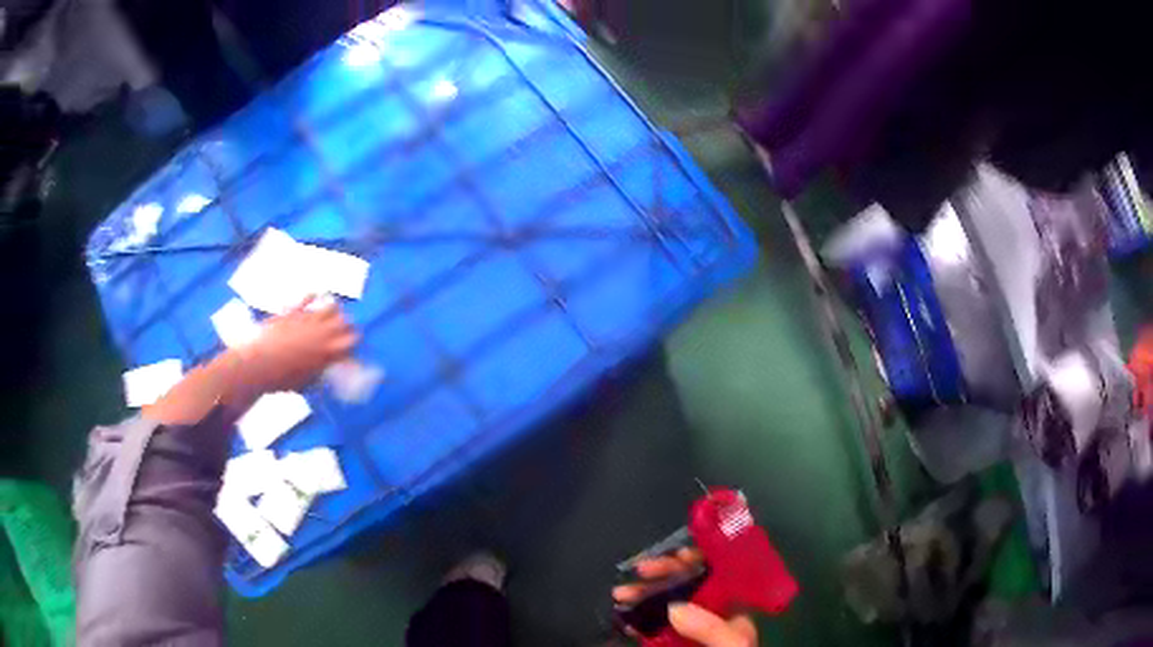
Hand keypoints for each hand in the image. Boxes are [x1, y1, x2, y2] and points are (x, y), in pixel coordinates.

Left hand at [238, 296, 357, 392]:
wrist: (257, 362)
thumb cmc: (282, 378)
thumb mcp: (306, 382)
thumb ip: (320, 373)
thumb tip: (325, 370)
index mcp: (329, 351)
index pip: (353, 343)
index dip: (352, 347)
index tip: (348, 352)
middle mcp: (323, 331)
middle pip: (346, 322)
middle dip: (346, 328)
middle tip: (341, 334)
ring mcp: (309, 317)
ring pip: (332, 305)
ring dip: (334, 311)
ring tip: (330, 316)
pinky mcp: (294, 309)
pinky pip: (309, 296)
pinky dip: (313, 297)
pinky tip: (314, 297)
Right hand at [612, 548, 757, 646]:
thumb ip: (712, 628)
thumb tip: (674, 606)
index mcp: (734, 611)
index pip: (719, 574)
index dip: (698, 560)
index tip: (673, 554)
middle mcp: (713, 616)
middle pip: (688, 585)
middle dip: (662, 575)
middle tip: (636, 573)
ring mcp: (690, 631)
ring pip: (666, 603)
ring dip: (644, 595)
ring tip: (620, 594)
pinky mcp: (671, 644)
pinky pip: (654, 626)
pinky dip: (638, 618)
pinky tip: (624, 615)